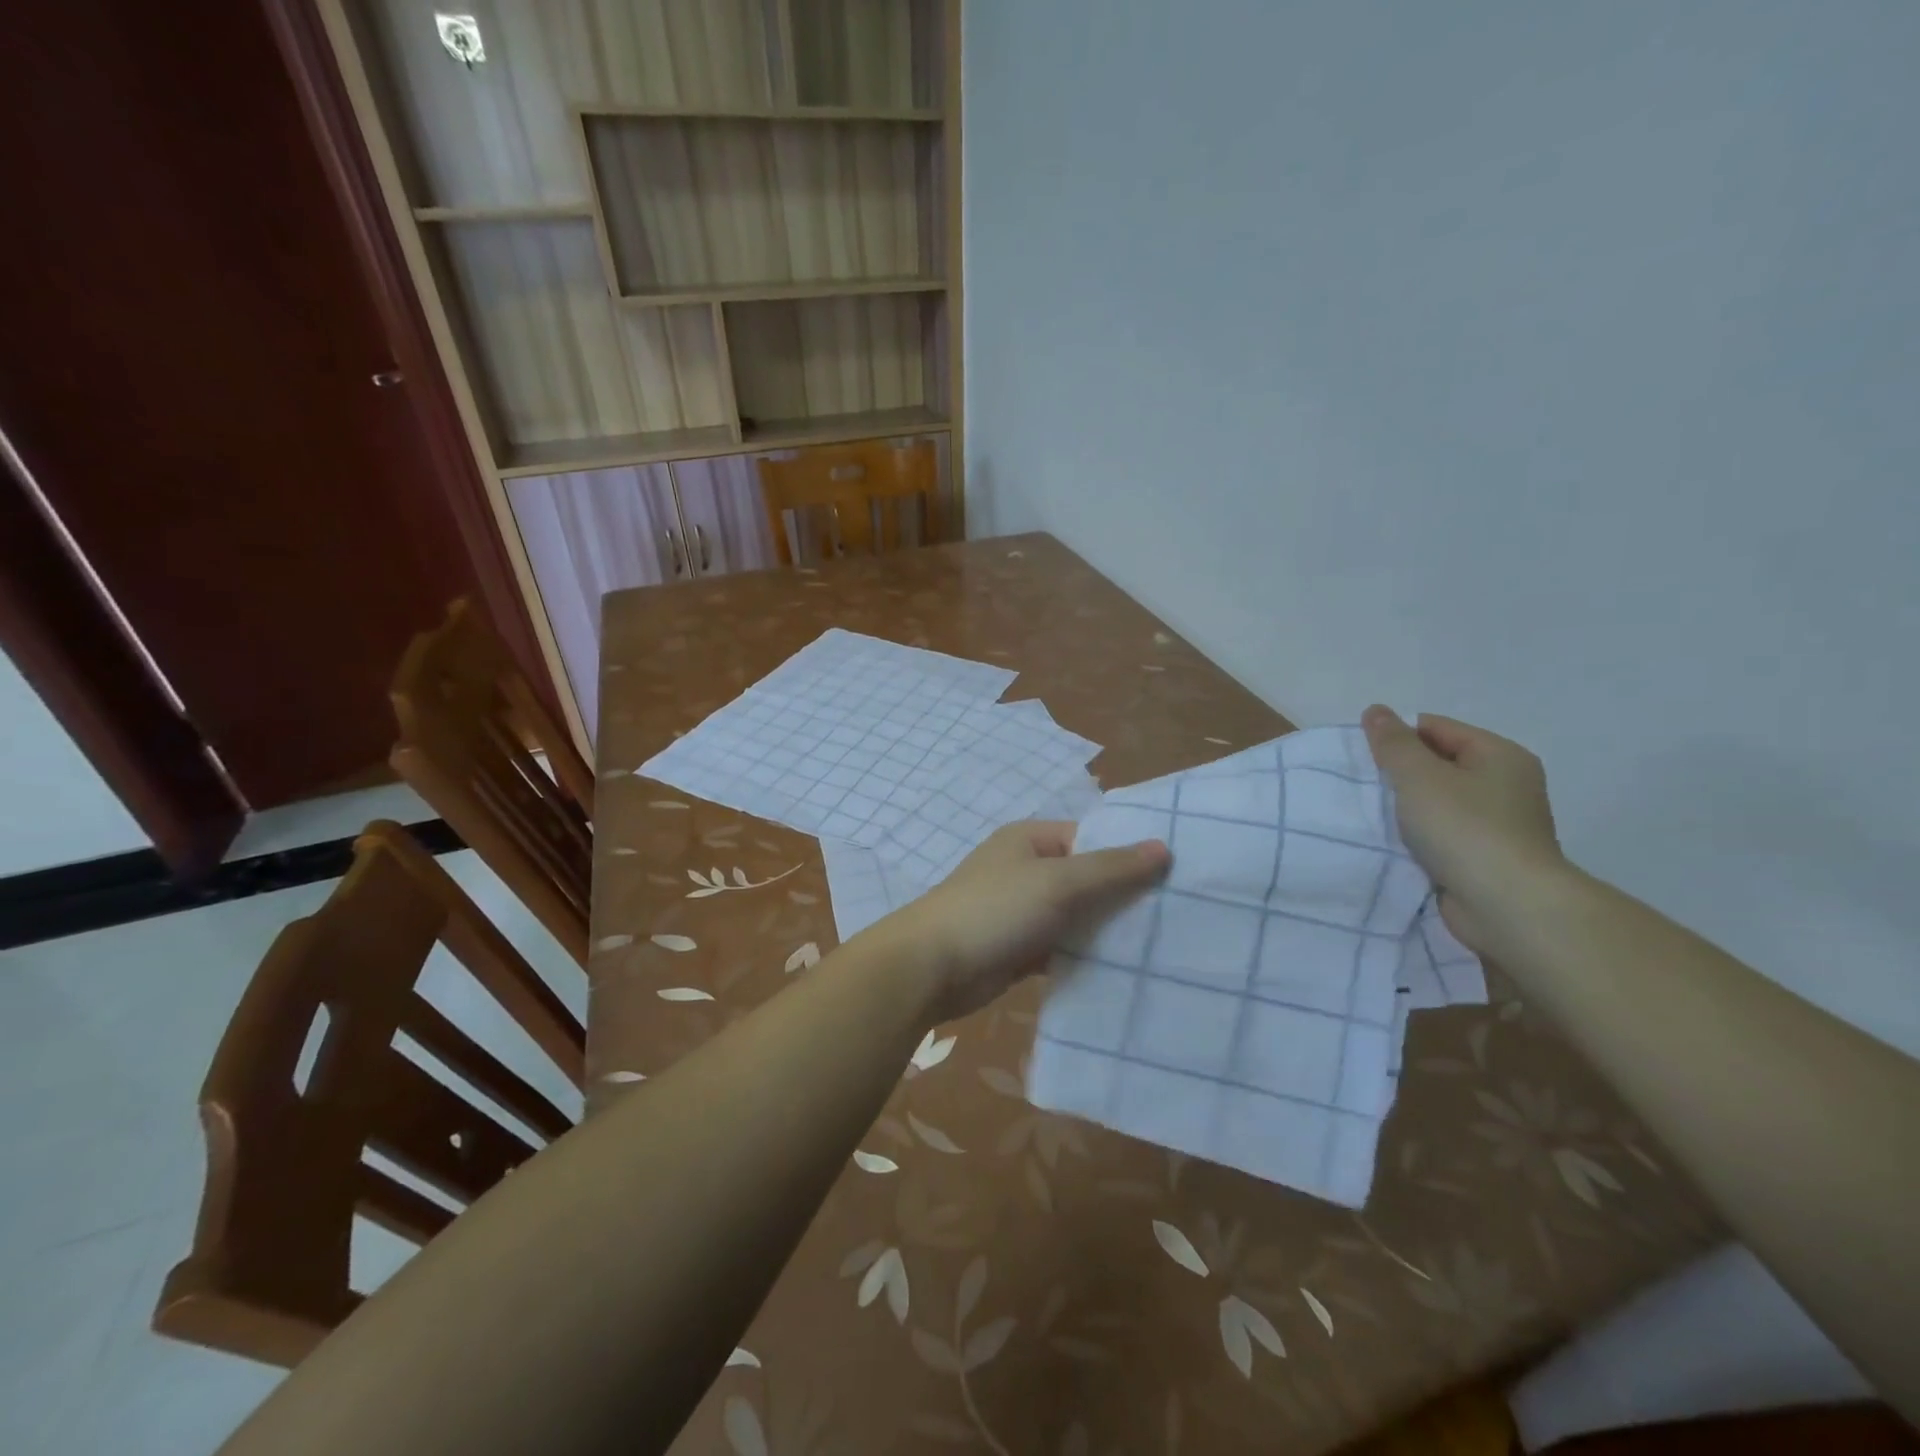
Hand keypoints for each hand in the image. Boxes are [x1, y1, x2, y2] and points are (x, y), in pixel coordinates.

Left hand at [883, 821, 1169, 1023]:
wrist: (932, 968)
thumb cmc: (995, 911)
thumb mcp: (1058, 882)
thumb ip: (1111, 867)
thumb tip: (1163, 846)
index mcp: (1031, 840)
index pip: (1091, 838)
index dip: (1129, 853)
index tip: (1175, 876)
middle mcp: (1027, 869)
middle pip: (1086, 878)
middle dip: (1123, 896)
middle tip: (1177, 915)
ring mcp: (1022, 911)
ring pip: (1076, 915)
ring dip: (1106, 929)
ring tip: (1161, 944)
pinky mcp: (1020, 948)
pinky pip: (1062, 946)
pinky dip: (1085, 956)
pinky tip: (1123, 970)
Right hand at [1361, 705, 1564, 953]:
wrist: (1507, 905)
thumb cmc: (1464, 828)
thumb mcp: (1419, 776)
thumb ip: (1392, 743)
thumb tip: (1375, 710)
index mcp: (1500, 755)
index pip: (1436, 728)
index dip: (1396, 737)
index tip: (1362, 757)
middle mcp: (1506, 784)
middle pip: (1438, 764)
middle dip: (1399, 773)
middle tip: (1363, 785)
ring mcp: (1499, 824)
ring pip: (1438, 802)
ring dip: (1406, 808)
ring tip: (1372, 814)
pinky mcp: (1486, 858)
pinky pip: (1442, 834)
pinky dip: (1418, 836)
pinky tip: (1393, 842)